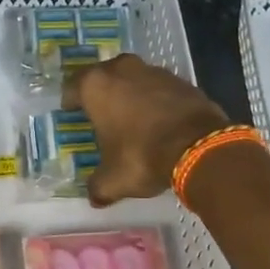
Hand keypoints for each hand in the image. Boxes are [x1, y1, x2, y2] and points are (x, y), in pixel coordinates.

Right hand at [64, 54, 231, 204]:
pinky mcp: (182, 80)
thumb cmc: (141, 156)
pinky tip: (159, 121)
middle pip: (104, 75)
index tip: (71, 112)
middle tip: (101, 112)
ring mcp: (154, 71)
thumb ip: (99, 187)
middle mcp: (122, 70)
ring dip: (130, 93)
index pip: (73, 87)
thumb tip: (95, 198)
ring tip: (131, 117)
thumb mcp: (113, 180)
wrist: (199, 147)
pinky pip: (160, 88)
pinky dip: (156, 100)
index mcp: (96, 86)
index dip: (70, 101)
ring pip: (134, 78)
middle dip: (102, 92)